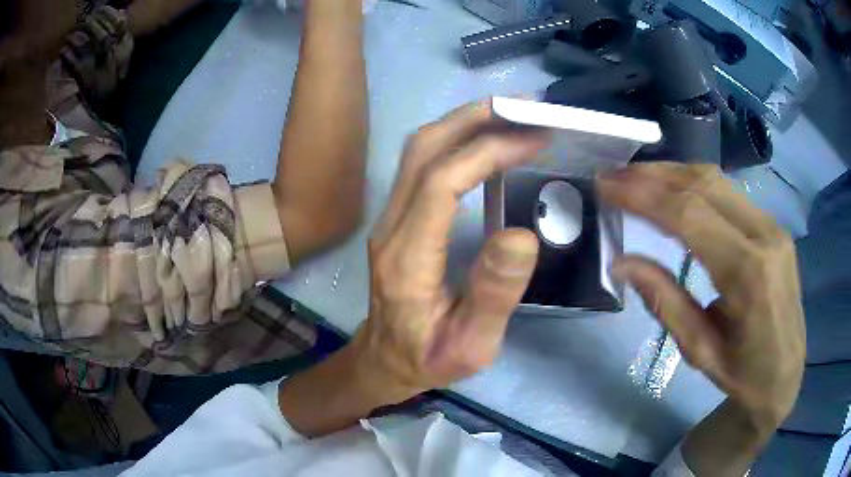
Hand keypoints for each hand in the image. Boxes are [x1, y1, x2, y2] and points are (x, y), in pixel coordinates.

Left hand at [350, 100, 548, 401]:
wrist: (383, 362)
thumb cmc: (428, 359)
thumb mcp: (470, 345)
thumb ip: (493, 295)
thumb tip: (521, 234)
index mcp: (409, 258)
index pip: (442, 182)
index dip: (487, 151)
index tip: (534, 139)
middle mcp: (391, 227)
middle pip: (423, 150)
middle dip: (474, 118)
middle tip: (524, 107)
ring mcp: (389, 218)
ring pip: (418, 151)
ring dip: (464, 123)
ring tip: (511, 115)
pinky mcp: (396, 218)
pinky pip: (422, 165)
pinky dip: (456, 141)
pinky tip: (486, 142)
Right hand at [598, 163, 804, 427]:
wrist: (785, 375)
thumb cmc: (743, 374)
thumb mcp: (699, 351)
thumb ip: (665, 302)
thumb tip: (622, 263)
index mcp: (748, 274)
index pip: (689, 216)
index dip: (643, 196)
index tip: (605, 186)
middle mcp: (764, 235)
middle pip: (703, 184)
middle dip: (653, 175)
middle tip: (614, 176)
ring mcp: (772, 226)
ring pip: (717, 180)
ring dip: (673, 173)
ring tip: (636, 177)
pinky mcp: (773, 226)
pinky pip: (729, 192)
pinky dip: (694, 184)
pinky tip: (674, 190)